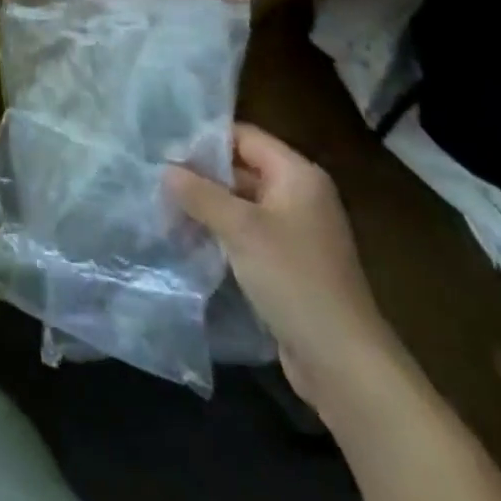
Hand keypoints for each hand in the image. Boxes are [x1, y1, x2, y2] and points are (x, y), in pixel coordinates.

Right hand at [166, 124, 400, 414]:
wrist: (343, 364)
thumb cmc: (294, 279)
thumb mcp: (240, 228)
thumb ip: (200, 193)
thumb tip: (166, 169)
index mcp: (298, 175)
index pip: (244, 137)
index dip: (205, 138)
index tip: (164, 147)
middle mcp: (300, 196)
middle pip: (241, 168)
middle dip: (200, 174)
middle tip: (156, 177)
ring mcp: (296, 232)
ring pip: (241, 203)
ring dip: (207, 205)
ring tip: (163, 207)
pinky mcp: (288, 264)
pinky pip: (247, 233)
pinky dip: (220, 232)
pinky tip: (188, 238)